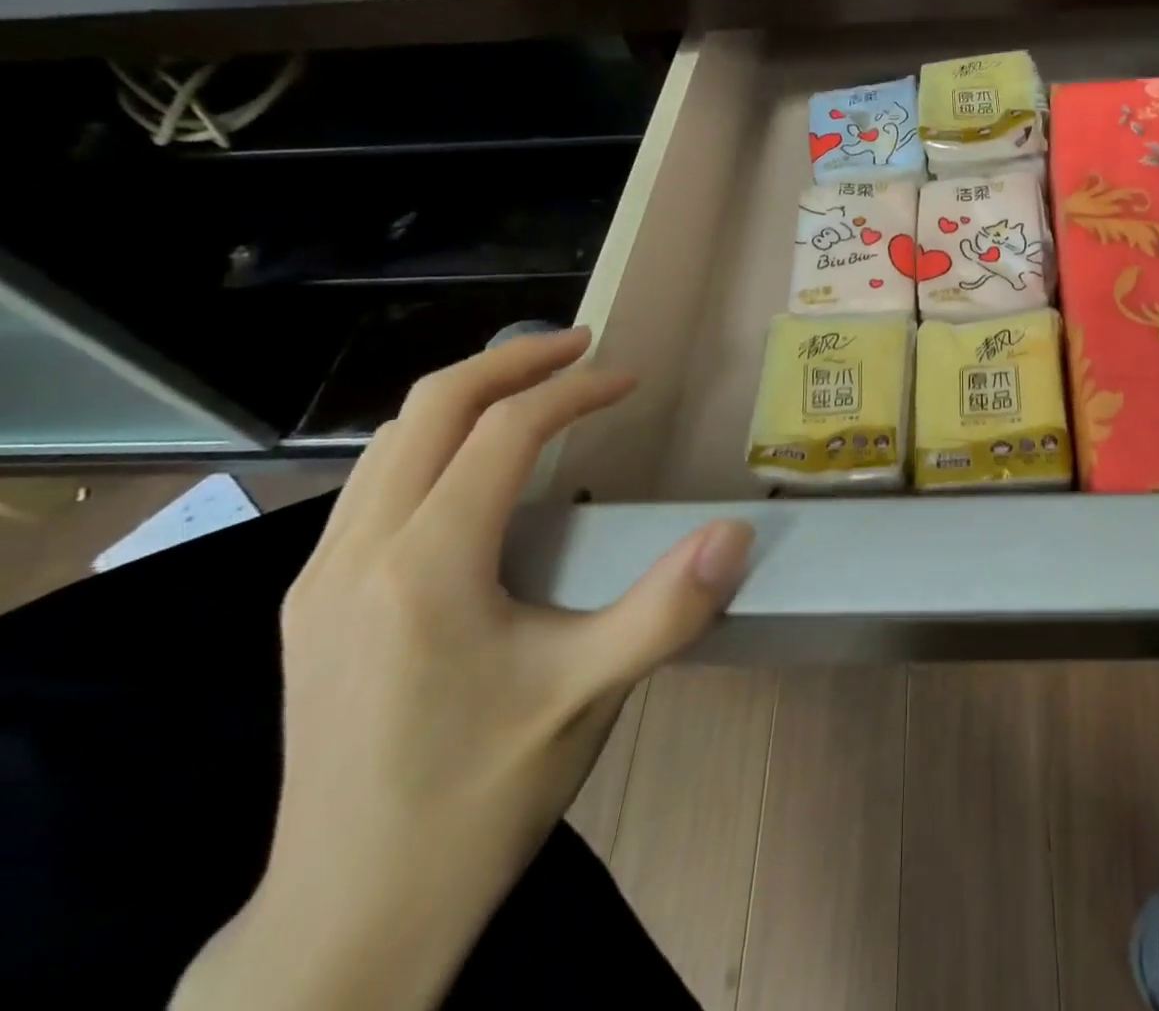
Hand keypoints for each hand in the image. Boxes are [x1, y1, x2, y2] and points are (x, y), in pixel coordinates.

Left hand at [173, 328, 754, 1010]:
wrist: (346, 919)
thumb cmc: (477, 798)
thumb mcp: (588, 698)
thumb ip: (668, 608)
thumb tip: (737, 531)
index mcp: (423, 565)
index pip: (502, 432)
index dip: (575, 391)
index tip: (631, 380)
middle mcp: (355, 553)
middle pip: (427, 409)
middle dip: (509, 362)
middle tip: (580, 347)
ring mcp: (319, 579)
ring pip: (389, 442)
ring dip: (466, 399)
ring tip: (536, 392)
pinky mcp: (313, 606)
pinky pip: (375, 484)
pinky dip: (434, 444)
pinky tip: (478, 473)